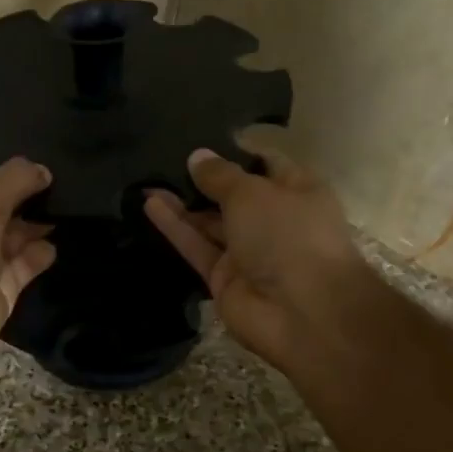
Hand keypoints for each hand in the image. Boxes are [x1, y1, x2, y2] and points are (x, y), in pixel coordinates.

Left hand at [0, 158, 57, 388]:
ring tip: (74, 199)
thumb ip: (13, 181)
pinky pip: (25, 262)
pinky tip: (62, 235)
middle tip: (68, 171)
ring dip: (39, 220)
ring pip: (14, 232)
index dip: (3, 162)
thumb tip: (42, 169)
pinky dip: (42, 251)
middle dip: (28, 191)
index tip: (40, 149)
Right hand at [146, 145, 370, 375]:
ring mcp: (248, 252)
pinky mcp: (223, 279)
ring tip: (149, 179)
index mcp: (298, 192)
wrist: (303, 313)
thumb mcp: (253, 192)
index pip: (265, 164)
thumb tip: (197, 157)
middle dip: (203, 179)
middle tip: (165, 158)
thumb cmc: (289, 235)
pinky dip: (175, 227)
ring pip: (210, 223)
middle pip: (234, 196)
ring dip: (182, 203)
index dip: (236, 151)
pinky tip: (150, 204)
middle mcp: (274, 221)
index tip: (203, 139)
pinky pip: (197, 247)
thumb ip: (220, 176)